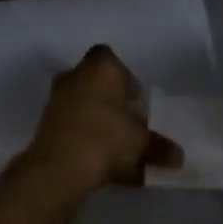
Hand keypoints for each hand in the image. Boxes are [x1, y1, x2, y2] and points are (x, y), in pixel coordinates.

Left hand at [24, 46, 182, 192]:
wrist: (61, 165)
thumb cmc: (107, 137)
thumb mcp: (142, 142)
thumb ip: (159, 147)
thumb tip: (178, 156)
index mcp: (100, 68)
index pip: (109, 57)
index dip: (123, 75)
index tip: (134, 98)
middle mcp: (75, 76)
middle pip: (94, 82)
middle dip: (109, 100)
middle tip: (127, 122)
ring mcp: (56, 100)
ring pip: (81, 106)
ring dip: (96, 122)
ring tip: (116, 150)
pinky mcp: (44, 126)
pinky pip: (71, 128)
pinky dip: (84, 141)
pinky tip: (100, 166)